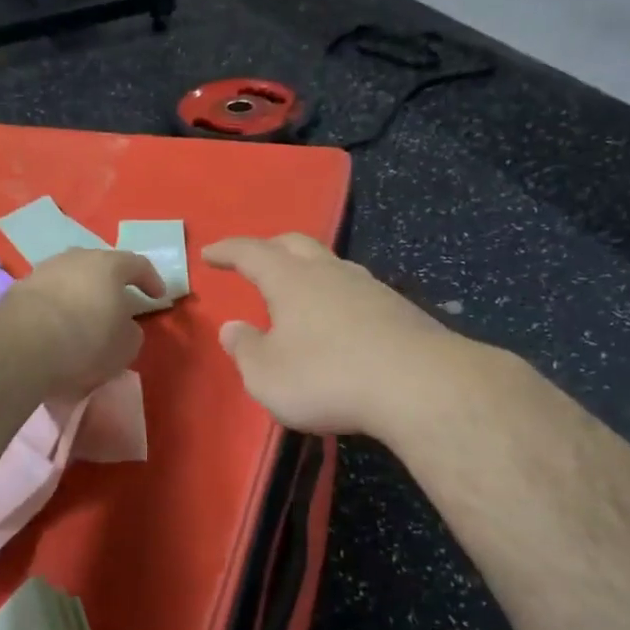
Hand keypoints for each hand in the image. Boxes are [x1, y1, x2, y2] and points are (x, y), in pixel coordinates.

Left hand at [0, 248, 165, 395]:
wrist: (22, 345)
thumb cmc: (86, 341)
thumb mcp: (125, 346)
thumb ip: (131, 331)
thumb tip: (124, 326)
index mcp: (109, 265)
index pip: (138, 264)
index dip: (151, 280)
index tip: (157, 297)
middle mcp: (76, 258)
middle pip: (100, 266)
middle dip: (111, 284)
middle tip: (117, 304)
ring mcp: (44, 269)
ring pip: (70, 277)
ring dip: (80, 294)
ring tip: (83, 317)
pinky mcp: (19, 288)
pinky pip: (48, 294)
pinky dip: (56, 307)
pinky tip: (56, 327)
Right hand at [203, 234, 465, 438]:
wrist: (419, 386)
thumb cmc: (327, 377)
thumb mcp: (267, 375)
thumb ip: (245, 349)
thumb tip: (232, 328)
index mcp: (291, 280)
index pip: (251, 252)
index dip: (228, 251)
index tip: (210, 252)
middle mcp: (330, 273)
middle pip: (296, 244)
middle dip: (270, 248)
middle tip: (254, 261)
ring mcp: (370, 288)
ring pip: (332, 265)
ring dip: (309, 271)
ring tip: (299, 289)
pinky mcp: (399, 310)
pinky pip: (357, 292)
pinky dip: (338, 297)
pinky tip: (341, 320)